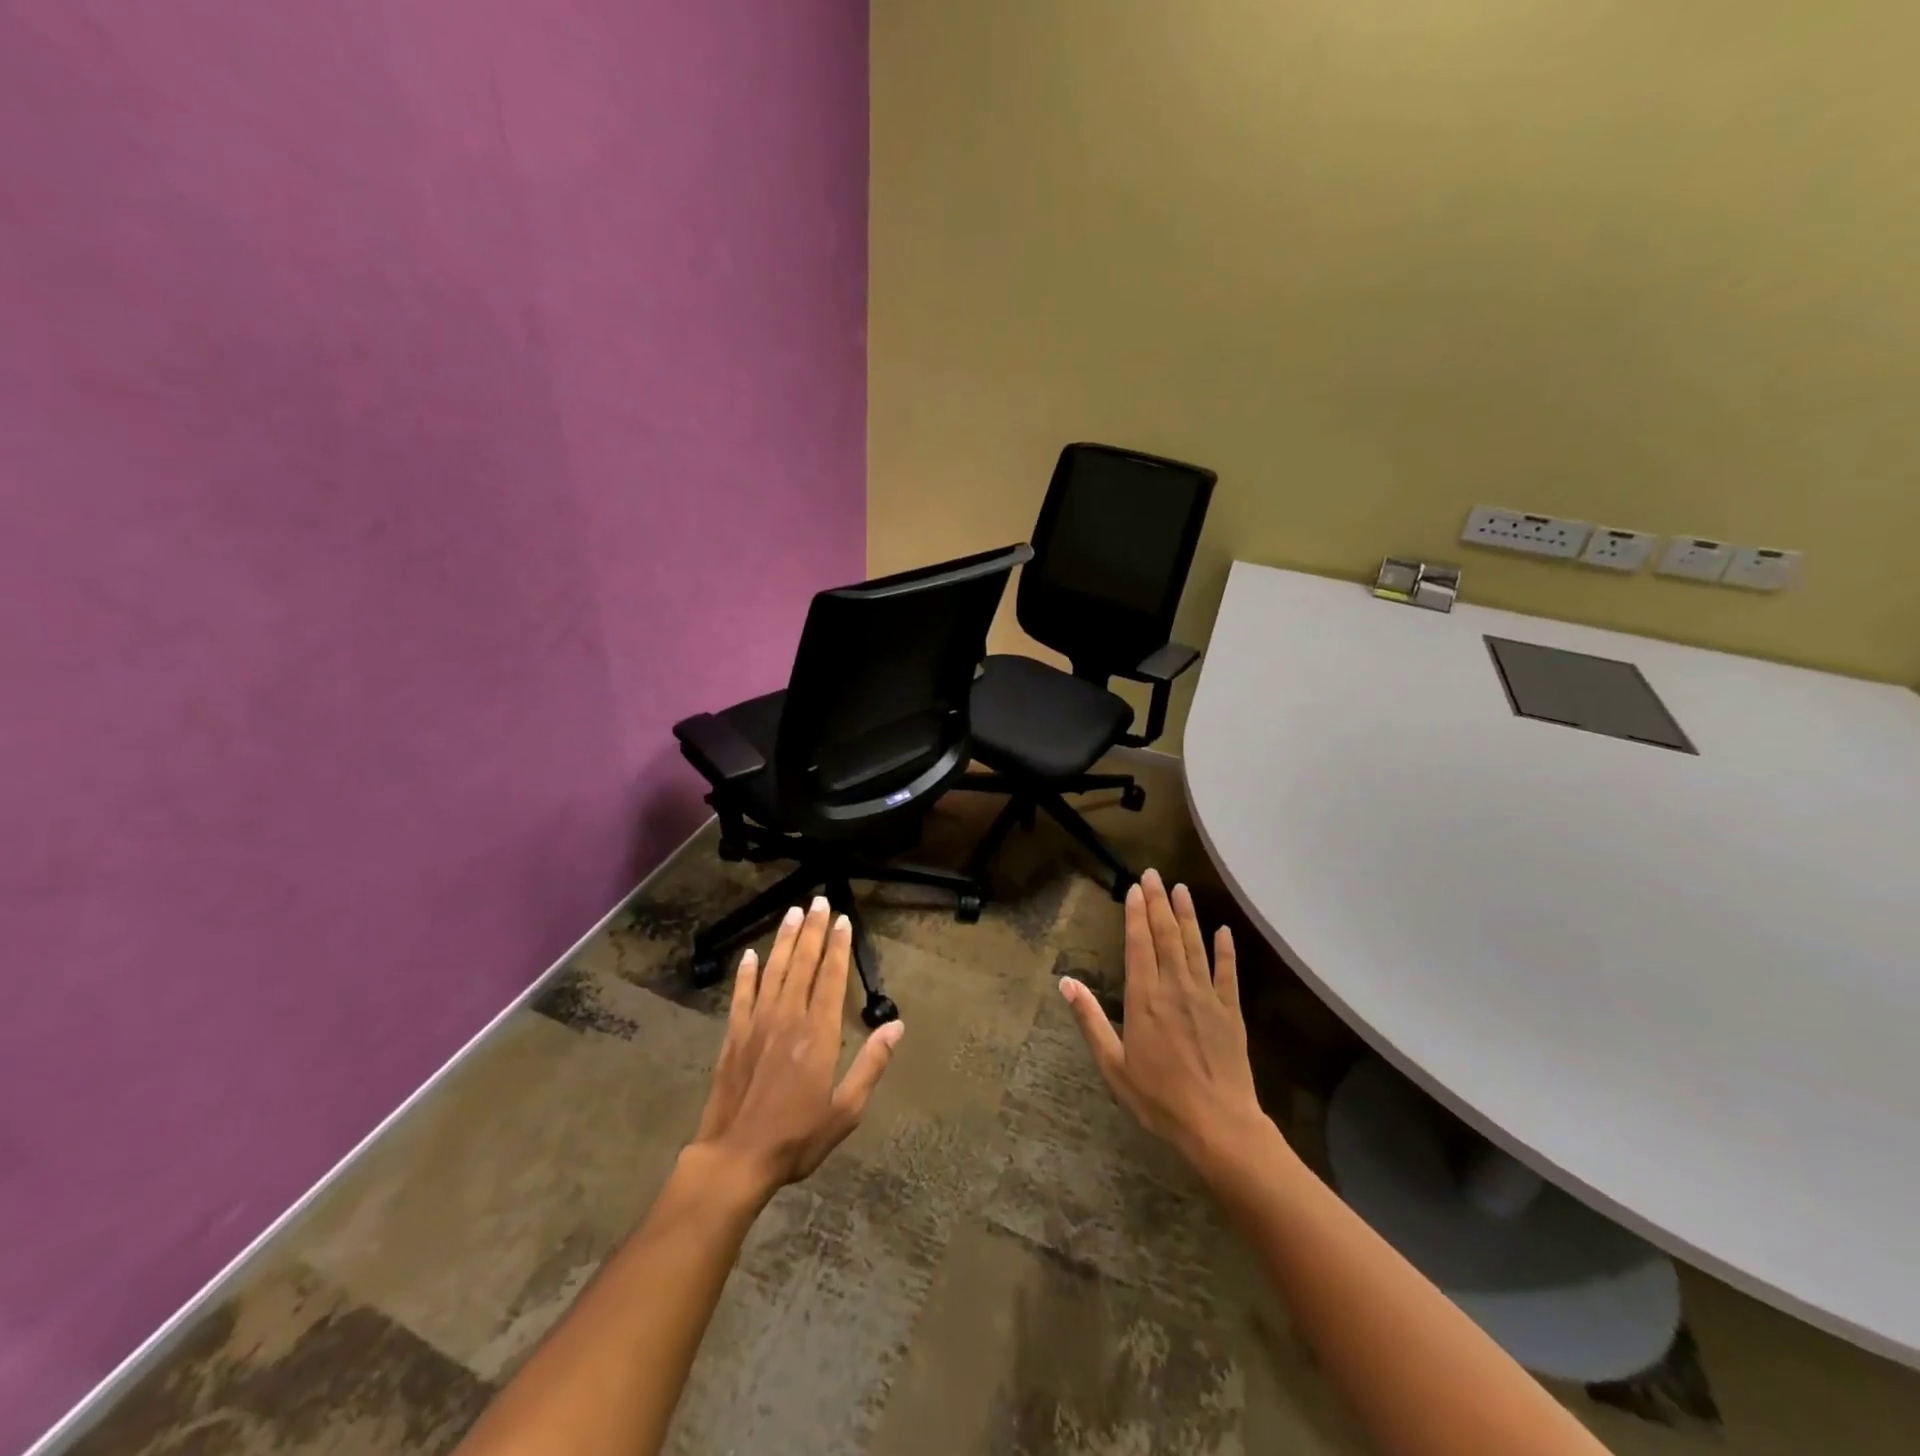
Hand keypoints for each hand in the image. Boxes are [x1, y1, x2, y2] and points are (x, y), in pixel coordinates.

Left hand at [690, 897, 902, 1197]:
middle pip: (803, 964)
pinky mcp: (733, 1036)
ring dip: (784, 939)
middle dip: (812, 930)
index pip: (831, 978)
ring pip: (773, 971)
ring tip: (792, 912)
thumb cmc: (797, 1137)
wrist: (734, 1159)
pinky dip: (746, 973)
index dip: (838, 947)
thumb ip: (871, 1064)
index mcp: (819, 1034)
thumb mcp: (846, 1110)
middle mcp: (788, 1018)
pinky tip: (750, 955)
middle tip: (818, 900)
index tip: (842, 920)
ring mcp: (757, 1024)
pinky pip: (741, 995)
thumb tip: (897, 1026)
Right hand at [1062, 869, 1268, 1164]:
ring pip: (1195, 945)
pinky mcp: (1231, 1011)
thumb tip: (1065, 983)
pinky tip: (1222, 929)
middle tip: (1154, 873)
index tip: (1134, 888)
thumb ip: (1090, 1019)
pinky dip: (1225, 949)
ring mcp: (1206, 997)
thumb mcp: (1113, 1064)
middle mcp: (1174, 987)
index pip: (1139, 944)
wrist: (1218, 1125)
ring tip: (1181, 889)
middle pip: (1166, 935)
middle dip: (1158, 902)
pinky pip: (1228, 972)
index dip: (1136, 914)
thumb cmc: (1158, 1098)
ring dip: (1187, 915)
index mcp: (1144, 998)